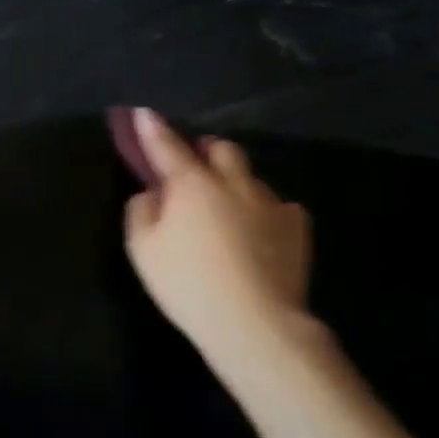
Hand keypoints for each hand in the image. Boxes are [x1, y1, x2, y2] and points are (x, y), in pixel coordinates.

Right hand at [121, 108, 322, 365]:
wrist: (255, 323)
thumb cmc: (188, 284)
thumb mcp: (143, 250)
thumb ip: (141, 211)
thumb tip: (153, 193)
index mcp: (191, 183)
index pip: (166, 145)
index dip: (152, 129)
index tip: (144, 113)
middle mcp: (232, 183)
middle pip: (221, 149)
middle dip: (205, 151)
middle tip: (193, 168)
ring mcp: (269, 203)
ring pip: (251, 177)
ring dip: (235, 182)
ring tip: (227, 207)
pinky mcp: (297, 228)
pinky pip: (279, 206)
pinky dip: (264, 211)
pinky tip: (258, 231)